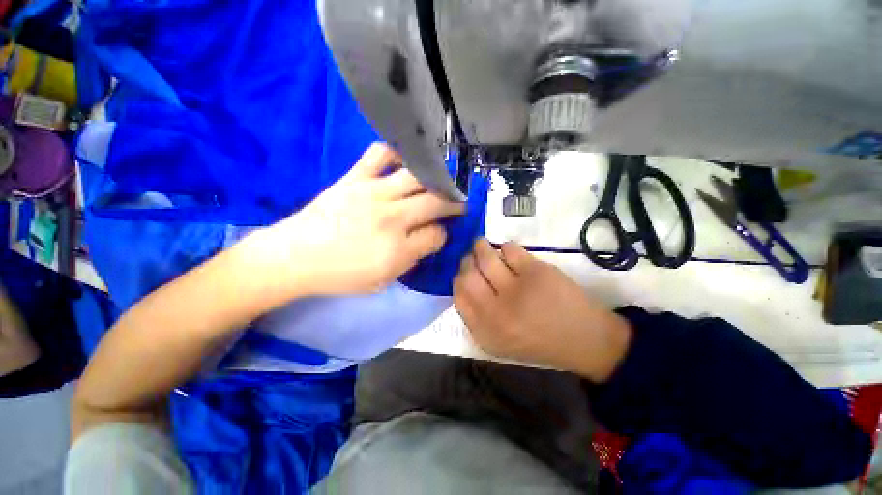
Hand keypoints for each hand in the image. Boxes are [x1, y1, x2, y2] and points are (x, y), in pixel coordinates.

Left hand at [248, 143, 464, 296]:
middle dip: (453, 204)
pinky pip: (381, 154)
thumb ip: (412, 259)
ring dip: (435, 181)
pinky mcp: (355, 178)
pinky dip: (397, 154)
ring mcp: (373, 193)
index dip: (443, 234)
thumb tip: (430, 237)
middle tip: (459, 203)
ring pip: (418, 177)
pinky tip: (404, 164)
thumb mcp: (383, 280)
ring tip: (440, 183)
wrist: (295, 257)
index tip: (439, 233)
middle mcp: (392, 218)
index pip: (437, 234)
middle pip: (435, 203)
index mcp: (398, 250)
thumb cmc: (340, 275)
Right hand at [453, 239, 631, 381]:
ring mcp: (516, 290)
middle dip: (467, 262)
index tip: (464, 273)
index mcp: (486, 332)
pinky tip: (509, 252)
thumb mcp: (500, 342)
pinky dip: (505, 247)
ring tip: (482, 244)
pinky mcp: (536, 272)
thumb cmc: (540, 342)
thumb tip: (464, 282)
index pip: (458, 296)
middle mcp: (496, 312)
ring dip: (480, 247)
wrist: (586, 341)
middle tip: (472, 258)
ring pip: (485, 258)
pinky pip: (509, 249)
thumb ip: (477, 317)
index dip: (458, 280)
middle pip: (467, 276)